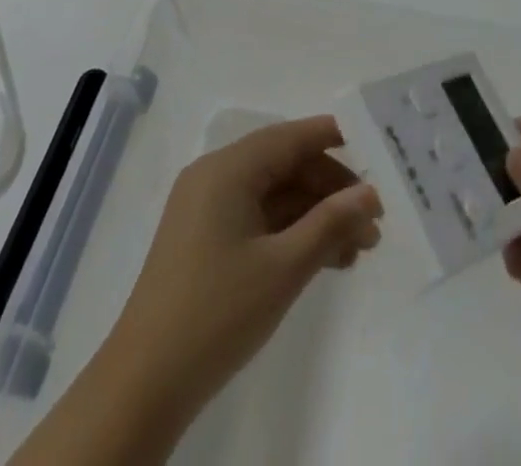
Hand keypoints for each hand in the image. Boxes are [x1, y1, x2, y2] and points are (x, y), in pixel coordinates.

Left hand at [100, 115, 381, 419]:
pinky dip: (291, 234)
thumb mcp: (283, 268)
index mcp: (227, 169)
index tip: (374, 152)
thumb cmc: (218, 312)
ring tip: (360, 249)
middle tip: (373, 222)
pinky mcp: (206, 240)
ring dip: (316, 217)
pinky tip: (327, 260)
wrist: (145, 383)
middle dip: (331, 191)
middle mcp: (215, 177)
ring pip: (274, 196)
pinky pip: (258, 220)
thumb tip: (370, 194)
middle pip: (284, 167)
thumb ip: (330, 223)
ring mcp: (208, 209)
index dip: (332, 140)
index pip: (289, 138)